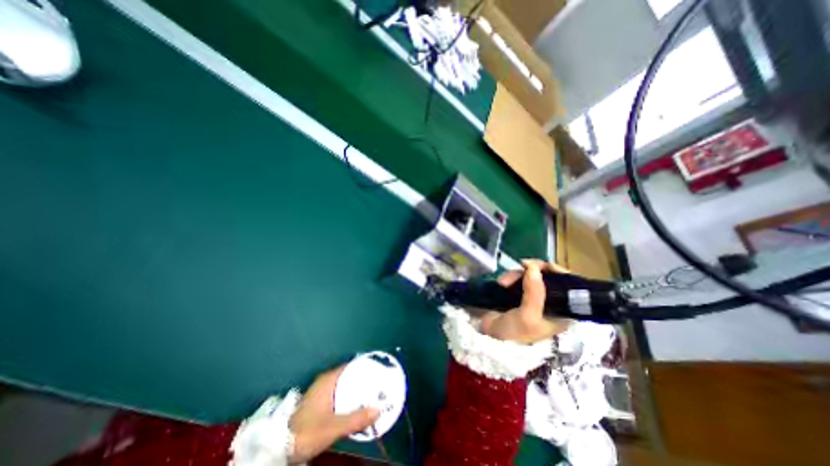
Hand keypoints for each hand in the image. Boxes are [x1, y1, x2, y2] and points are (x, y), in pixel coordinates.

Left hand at [290, 367, 379, 461]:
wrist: (280, 447)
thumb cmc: (307, 431)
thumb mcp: (333, 427)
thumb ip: (356, 419)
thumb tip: (379, 410)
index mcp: (328, 379)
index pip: (351, 366)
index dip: (365, 367)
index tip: (379, 370)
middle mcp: (325, 381)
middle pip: (349, 375)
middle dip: (363, 379)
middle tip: (379, 384)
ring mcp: (321, 391)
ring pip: (344, 385)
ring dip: (356, 389)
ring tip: (372, 394)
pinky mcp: (318, 402)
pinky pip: (339, 393)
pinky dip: (349, 396)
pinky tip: (356, 406)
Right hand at [481, 260, 571, 344]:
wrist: (490, 339)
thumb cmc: (514, 333)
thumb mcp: (527, 315)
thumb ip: (535, 292)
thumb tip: (533, 266)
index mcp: (561, 312)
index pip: (570, 287)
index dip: (560, 273)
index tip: (545, 266)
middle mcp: (550, 303)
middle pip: (548, 277)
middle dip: (533, 271)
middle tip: (521, 266)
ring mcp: (533, 296)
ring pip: (531, 275)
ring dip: (516, 275)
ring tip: (503, 282)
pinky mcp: (518, 293)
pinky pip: (518, 278)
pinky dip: (510, 277)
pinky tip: (501, 283)